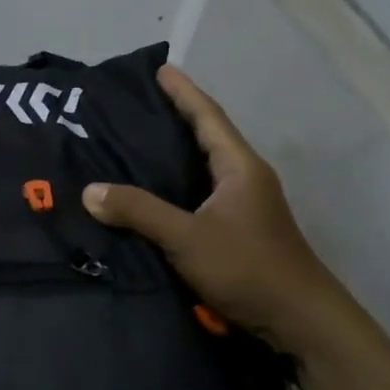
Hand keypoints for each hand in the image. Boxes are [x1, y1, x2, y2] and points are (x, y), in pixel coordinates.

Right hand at [81, 65, 350, 351]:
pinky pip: (198, 194)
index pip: (208, 118)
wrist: (300, 321)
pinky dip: (175, 184)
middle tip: (136, 105)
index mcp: (240, 168)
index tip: (160, 69)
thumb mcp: (186, 237)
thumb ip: (139, 211)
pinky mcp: (237, 230)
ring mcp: (244, 206)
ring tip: (135, 143)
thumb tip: (90, 190)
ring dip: (174, 153)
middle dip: (175, 118)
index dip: (183, 92)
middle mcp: (245, 179)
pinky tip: (151, 193)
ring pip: (202, 168)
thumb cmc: (248, 267)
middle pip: (206, 137)